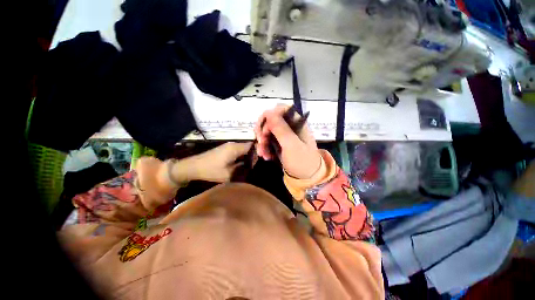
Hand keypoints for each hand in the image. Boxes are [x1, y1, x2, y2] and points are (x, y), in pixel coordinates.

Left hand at [185, 142, 252, 181]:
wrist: (193, 166)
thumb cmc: (211, 170)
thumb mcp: (229, 174)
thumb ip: (242, 168)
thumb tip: (250, 165)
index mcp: (235, 148)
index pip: (252, 146)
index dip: (258, 153)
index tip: (259, 162)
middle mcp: (233, 144)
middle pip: (248, 147)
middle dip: (253, 156)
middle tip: (254, 166)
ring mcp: (228, 146)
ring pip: (243, 148)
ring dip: (247, 156)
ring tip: (248, 166)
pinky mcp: (225, 149)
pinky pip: (238, 150)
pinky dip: (241, 156)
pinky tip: (240, 164)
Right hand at [254, 105, 320, 178]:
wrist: (306, 178)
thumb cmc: (302, 161)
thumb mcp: (292, 145)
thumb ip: (281, 129)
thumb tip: (269, 112)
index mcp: (296, 122)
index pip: (280, 109)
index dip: (269, 116)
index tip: (265, 129)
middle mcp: (289, 126)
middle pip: (270, 119)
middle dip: (263, 131)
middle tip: (261, 142)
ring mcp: (283, 135)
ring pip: (266, 131)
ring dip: (262, 142)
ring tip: (263, 154)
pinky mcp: (279, 144)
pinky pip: (267, 141)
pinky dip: (264, 148)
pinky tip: (265, 156)